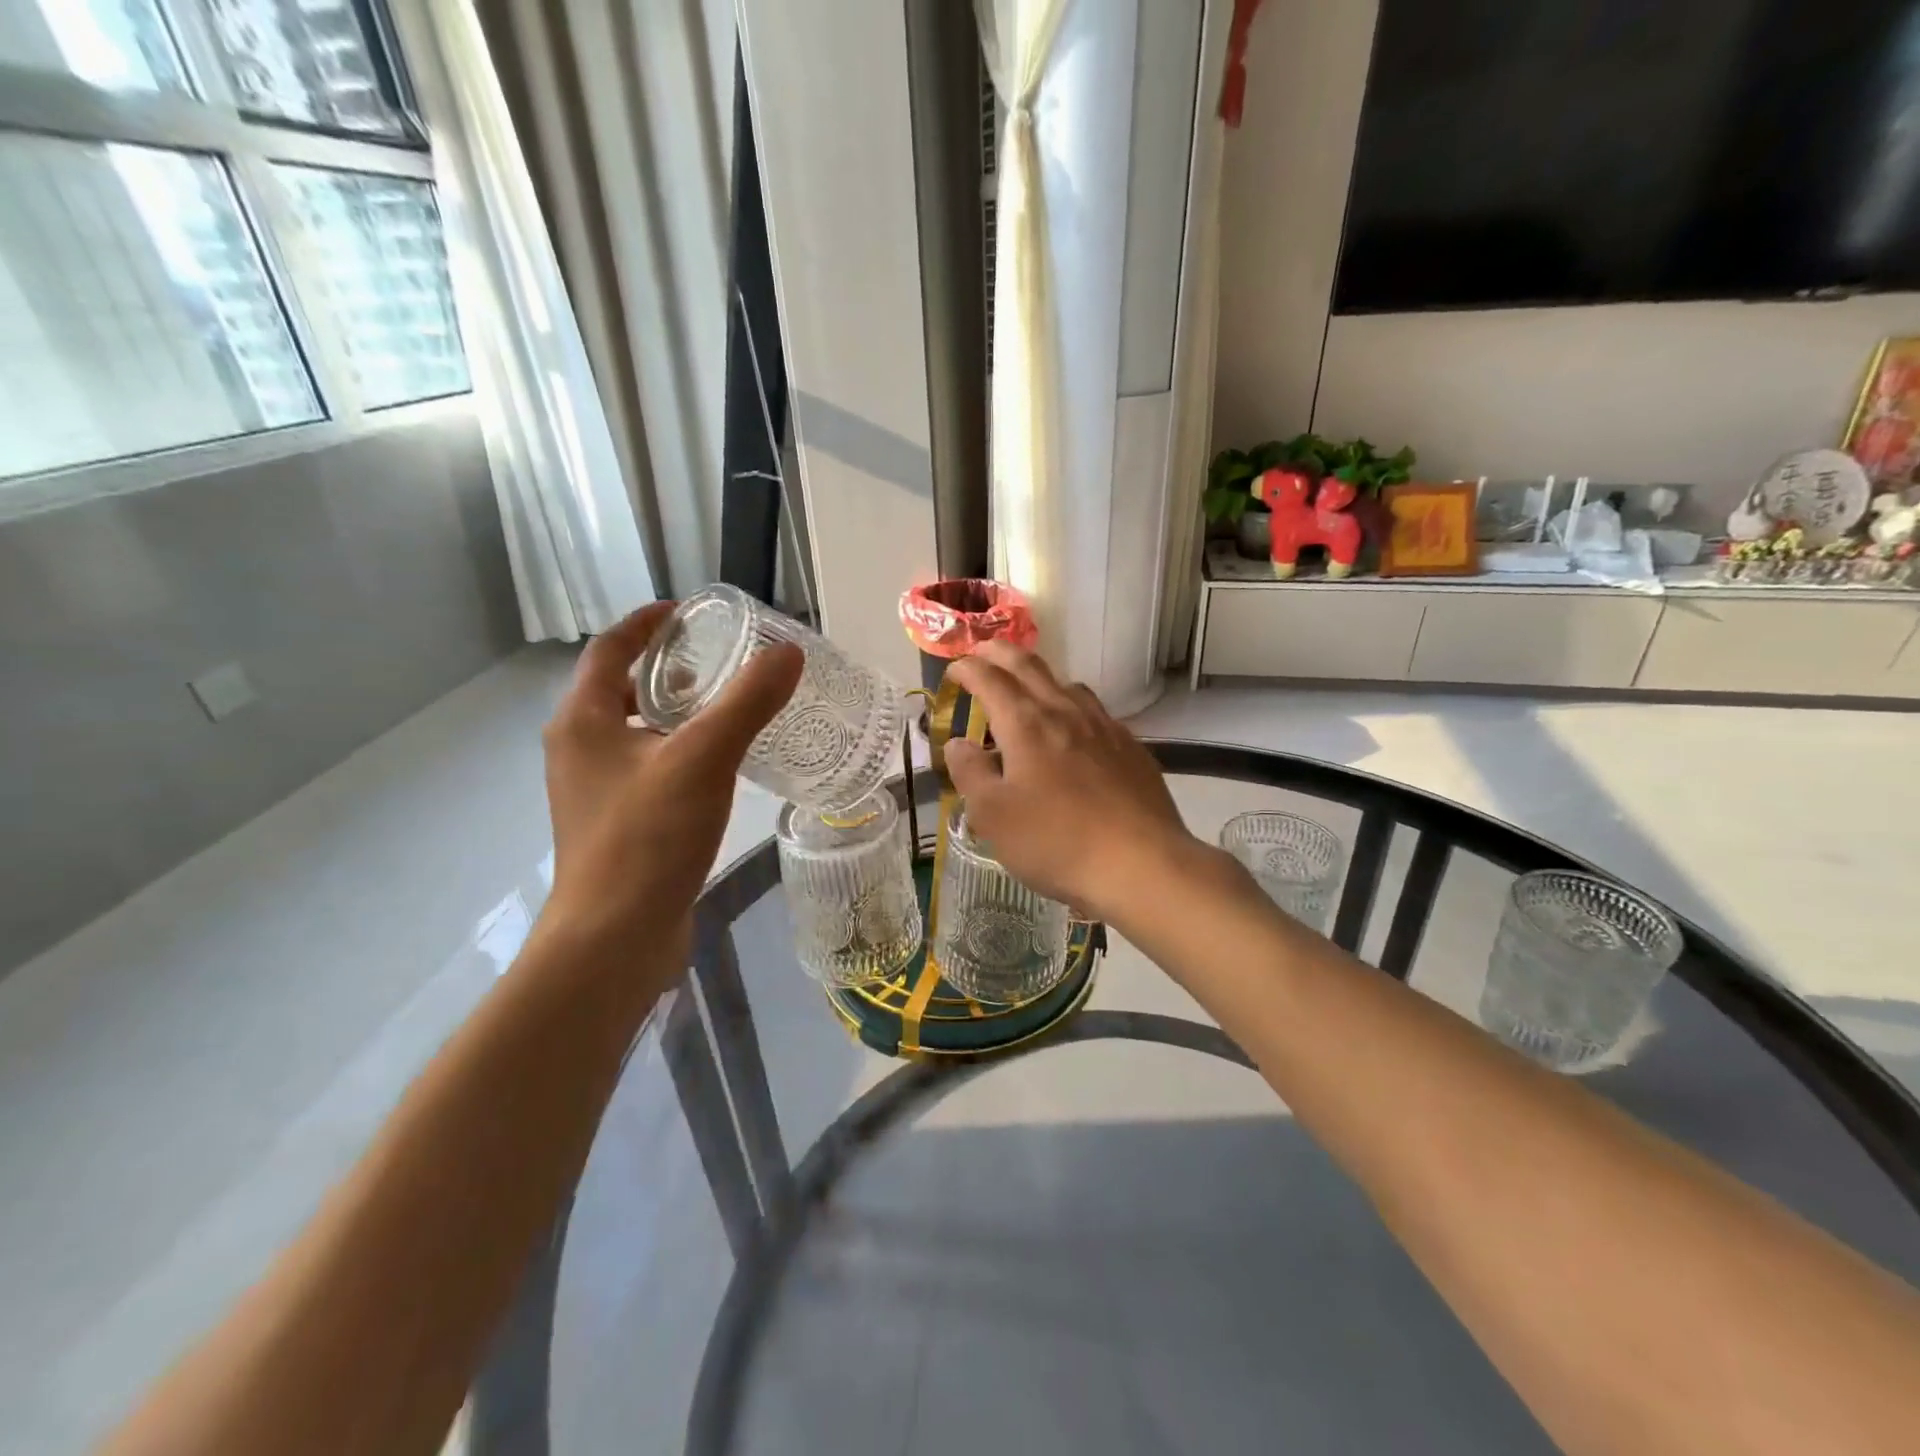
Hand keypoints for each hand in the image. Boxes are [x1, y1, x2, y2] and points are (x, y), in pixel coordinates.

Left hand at [540, 602, 802, 950]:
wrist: (614, 938)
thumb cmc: (647, 838)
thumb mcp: (703, 759)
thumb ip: (747, 702)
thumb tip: (788, 652)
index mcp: (582, 721)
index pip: (610, 650)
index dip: (646, 624)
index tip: (688, 611)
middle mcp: (579, 750)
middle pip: (621, 690)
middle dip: (668, 670)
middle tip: (722, 662)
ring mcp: (595, 791)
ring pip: (637, 733)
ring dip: (677, 714)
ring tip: (729, 710)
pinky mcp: (618, 825)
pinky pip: (650, 769)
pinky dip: (681, 754)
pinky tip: (722, 769)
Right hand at [945, 643, 1196, 925]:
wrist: (1141, 864)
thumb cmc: (1055, 841)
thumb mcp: (993, 815)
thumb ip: (970, 773)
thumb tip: (960, 743)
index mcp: (1026, 724)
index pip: (990, 679)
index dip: (967, 668)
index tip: (954, 669)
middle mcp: (1065, 712)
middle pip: (1030, 666)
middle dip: (1001, 653)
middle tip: (983, 651)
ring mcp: (1104, 727)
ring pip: (1067, 685)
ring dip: (1040, 678)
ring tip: (1028, 690)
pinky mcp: (1131, 748)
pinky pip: (1095, 713)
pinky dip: (1072, 707)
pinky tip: (1075, 732)